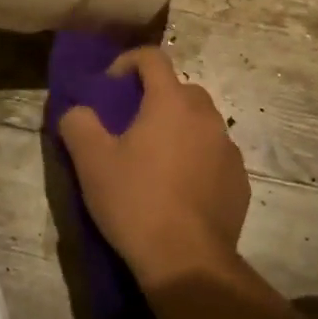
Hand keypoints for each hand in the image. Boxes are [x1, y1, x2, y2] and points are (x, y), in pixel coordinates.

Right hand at [58, 46, 250, 286]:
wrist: (187, 261)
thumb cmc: (136, 202)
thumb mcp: (91, 162)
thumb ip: (78, 123)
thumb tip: (78, 110)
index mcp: (171, 102)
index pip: (152, 57)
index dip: (127, 62)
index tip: (110, 86)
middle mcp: (206, 115)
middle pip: (179, 89)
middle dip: (155, 98)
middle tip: (131, 128)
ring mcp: (228, 147)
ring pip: (200, 122)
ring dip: (178, 129)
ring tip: (156, 161)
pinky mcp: (239, 179)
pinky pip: (214, 155)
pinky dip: (198, 159)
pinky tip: (180, 189)